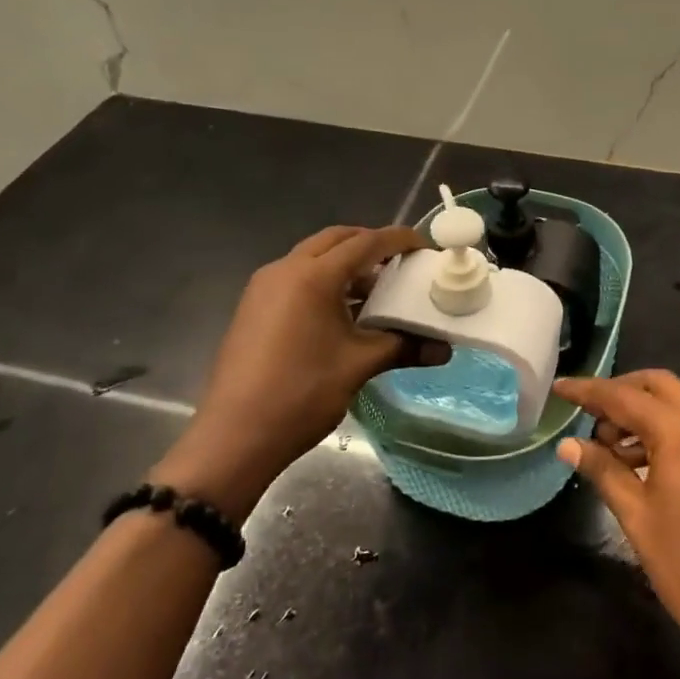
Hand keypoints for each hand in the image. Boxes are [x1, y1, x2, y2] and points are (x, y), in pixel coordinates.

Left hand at [153, 225, 438, 517]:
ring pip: (313, 258)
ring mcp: (263, 289)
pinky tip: (343, 313)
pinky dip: (325, 282)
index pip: (366, 242)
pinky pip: (296, 278)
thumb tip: (445, 349)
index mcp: (313, 276)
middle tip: (401, 262)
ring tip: (377, 290)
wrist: (234, 438)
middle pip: (336, 240)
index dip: (400, 240)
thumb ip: (404, 347)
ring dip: (346, 264)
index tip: (426, 247)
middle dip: (371, 245)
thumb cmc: (302, 394)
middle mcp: (284, 271)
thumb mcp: (360, 365)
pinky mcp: (253, 308)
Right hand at [556, 370, 679, 672]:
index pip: (626, 397)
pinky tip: (638, 459)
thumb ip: (603, 471)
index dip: (589, 390)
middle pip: (657, 385)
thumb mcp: (637, 518)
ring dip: (641, 411)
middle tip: (586, 415)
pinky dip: (663, 428)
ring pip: (676, 402)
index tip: (559, 388)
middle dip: (620, 392)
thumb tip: (568, 444)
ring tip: (607, 445)